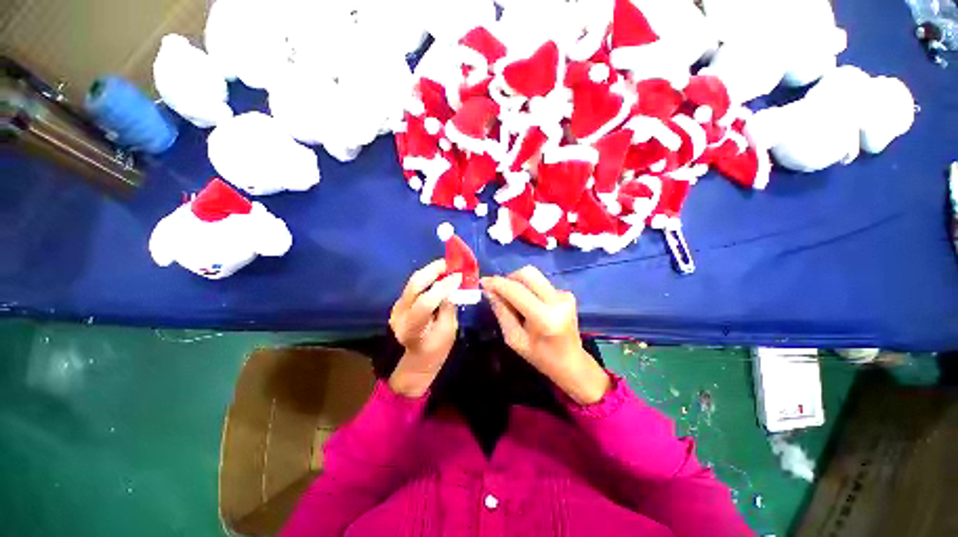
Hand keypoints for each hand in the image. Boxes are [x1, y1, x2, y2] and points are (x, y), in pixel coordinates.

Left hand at [388, 260, 461, 396]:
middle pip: (414, 285)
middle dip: (433, 270)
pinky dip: (428, 278)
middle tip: (450, 264)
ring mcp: (397, 308)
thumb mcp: (449, 330)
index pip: (425, 302)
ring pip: (413, 281)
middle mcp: (400, 315)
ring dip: (431, 272)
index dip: (443, 286)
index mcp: (412, 328)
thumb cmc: (436, 350)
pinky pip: (414, 286)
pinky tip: (439, 277)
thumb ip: (448, 306)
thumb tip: (453, 285)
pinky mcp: (399, 303)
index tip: (459, 276)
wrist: (417, 359)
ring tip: (447, 267)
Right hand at [482, 267, 610, 404]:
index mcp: (545, 318)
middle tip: (499, 291)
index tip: (483, 282)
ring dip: (518, 283)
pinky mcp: (567, 294)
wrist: (572, 363)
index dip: (497, 283)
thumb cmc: (541, 357)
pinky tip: (529, 305)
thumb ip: (502, 312)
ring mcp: (565, 295)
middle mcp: (557, 301)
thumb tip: (489, 291)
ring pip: (534, 276)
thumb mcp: (515, 339)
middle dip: (509, 278)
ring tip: (513, 301)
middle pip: (528, 273)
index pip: (516, 291)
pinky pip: (541, 284)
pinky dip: (529, 289)